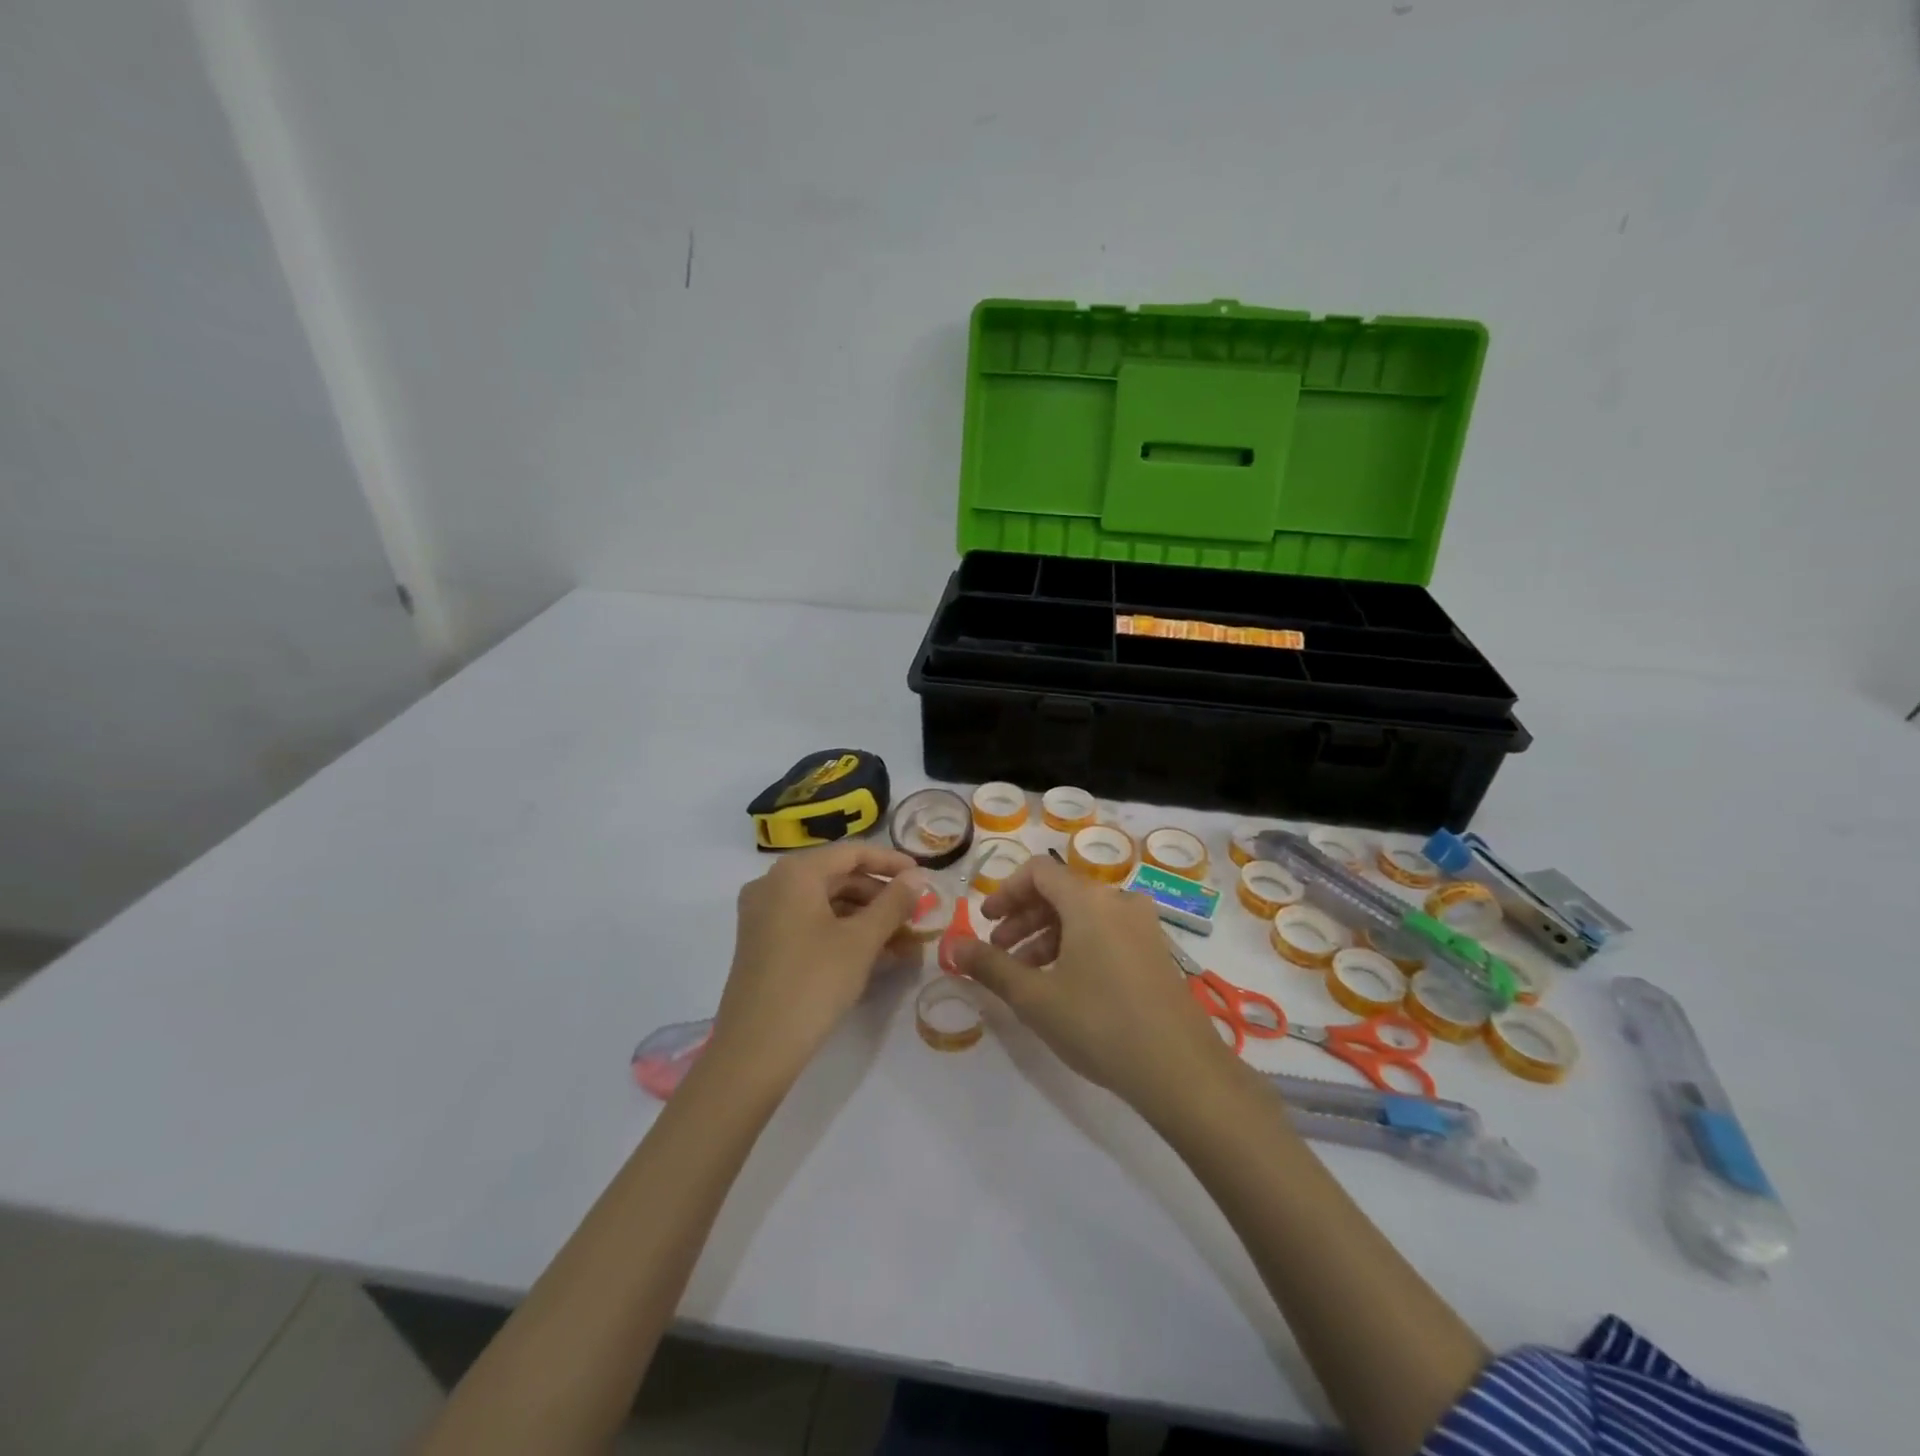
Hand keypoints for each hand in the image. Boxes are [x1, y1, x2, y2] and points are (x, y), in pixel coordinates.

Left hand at [712, 843, 925, 1080]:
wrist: (756, 1049)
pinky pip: (810, 923)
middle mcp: (773, 884)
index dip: (891, 862)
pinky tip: (874, 955)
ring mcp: (763, 914)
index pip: (852, 852)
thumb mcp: (861, 941)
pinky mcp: (762, 943)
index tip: (924, 877)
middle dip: (880, 896)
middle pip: (837, 877)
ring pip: (825, 903)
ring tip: (902, 942)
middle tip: (915, 916)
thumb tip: (918, 877)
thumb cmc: (814, 982)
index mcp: (795, 873)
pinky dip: (842, 933)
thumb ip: (893, 903)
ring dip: (865, 918)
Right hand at [953, 855, 1237, 1118]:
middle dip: (1023, 917)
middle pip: (1061, 892)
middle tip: (999, 951)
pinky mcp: (1156, 952)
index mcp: (1089, 900)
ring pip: (1083, 916)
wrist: (1181, 1070)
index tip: (986, 921)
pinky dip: (1076, 946)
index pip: (1039, 871)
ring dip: (1047, 936)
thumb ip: (991, 966)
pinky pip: (1106, 933)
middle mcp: (1119, 901)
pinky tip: (1063, 985)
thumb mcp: (1035, 997)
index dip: (1006, 891)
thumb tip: (953, 946)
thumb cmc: (1099, 1024)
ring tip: (1025, 975)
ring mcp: (1143, 926)